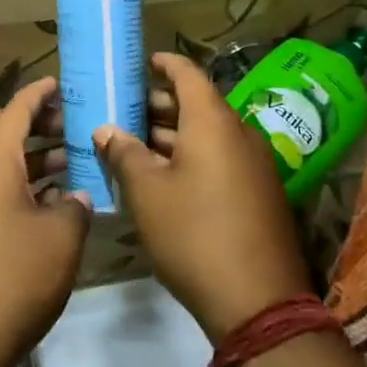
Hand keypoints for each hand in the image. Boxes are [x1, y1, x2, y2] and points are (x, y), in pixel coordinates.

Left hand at [0, 77, 91, 366]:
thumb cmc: (16, 276)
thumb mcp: (62, 237)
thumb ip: (75, 205)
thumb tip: (77, 196)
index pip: (15, 109)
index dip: (39, 92)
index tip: (60, 82)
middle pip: (0, 129)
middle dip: (33, 121)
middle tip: (68, 122)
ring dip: (30, 155)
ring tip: (69, 159)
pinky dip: (22, 183)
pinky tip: (53, 200)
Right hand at [95, 54, 314, 342]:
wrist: (258, 303)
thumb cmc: (193, 234)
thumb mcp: (146, 192)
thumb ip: (123, 153)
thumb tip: (106, 130)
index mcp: (213, 122)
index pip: (187, 74)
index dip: (164, 64)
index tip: (141, 63)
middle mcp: (239, 134)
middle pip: (197, 105)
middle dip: (159, 105)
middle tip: (123, 112)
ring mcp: (255, 165)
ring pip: (207, 135)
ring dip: (172, 135)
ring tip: (134, 145)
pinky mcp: (259, 193)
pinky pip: (220, 159)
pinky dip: (191, 157)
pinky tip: (162, 177)